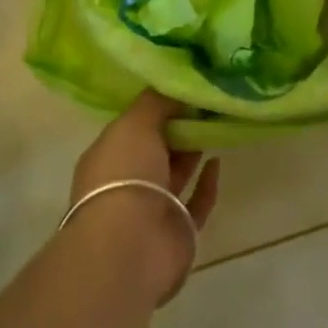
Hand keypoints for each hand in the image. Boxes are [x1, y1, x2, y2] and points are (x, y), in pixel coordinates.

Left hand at [68, 91, 220, 305]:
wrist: (131, 245)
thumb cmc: (125, 174)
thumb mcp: (136, 122)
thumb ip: (157, 101)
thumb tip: (177, 82)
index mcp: (108, 155)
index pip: (133, 125)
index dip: (158, 107)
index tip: (185, 86)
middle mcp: (127, 181)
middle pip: (156, 148)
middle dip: (179, 126)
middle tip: (208, 102)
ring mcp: (152, 208)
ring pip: (176, 172)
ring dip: (194, 150)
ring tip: (218, 123)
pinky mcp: (178, 230)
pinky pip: (196, 201)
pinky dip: (207, 182)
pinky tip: (219, 160)